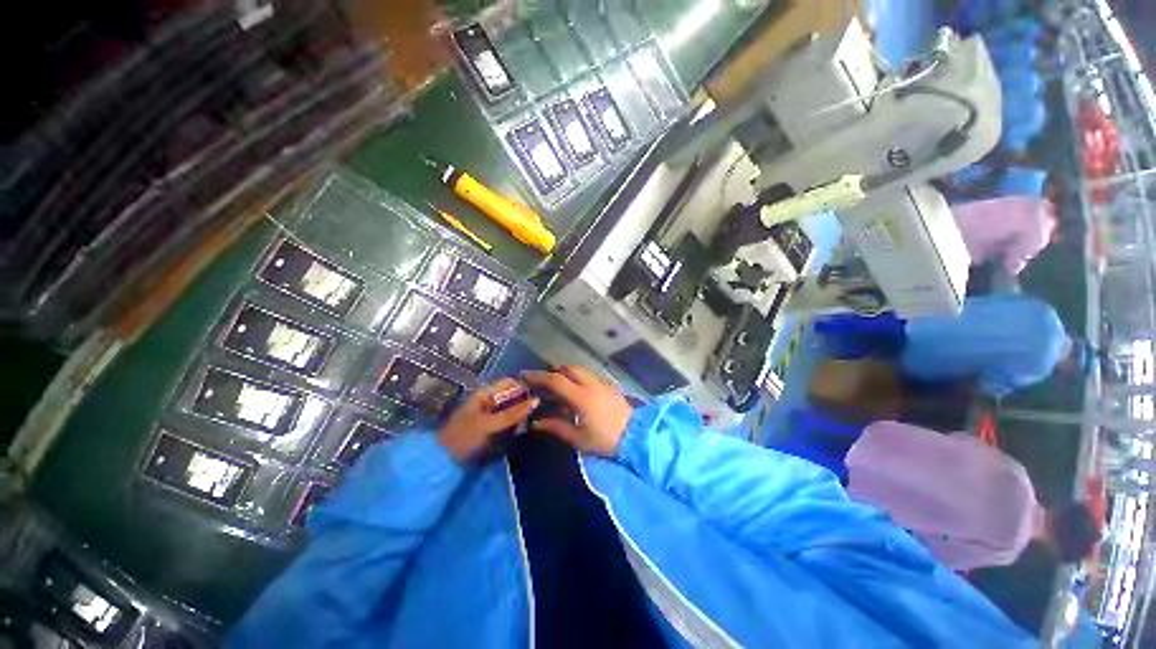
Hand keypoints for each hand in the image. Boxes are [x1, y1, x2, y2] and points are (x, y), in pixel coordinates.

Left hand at [438, 378, 538, 462]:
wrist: (446, 462)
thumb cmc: (464, 437)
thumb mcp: (489, 424)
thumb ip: (513, 413)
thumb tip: (537, 400)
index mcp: (486, 394)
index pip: (510, 383)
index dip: (525, 385)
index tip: (542, 391)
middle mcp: (491, 401)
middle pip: (514, 395)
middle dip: (527, 400)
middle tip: (544, 406)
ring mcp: (494, 415)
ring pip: (515, 409)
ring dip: (525, 413)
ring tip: (541, 415)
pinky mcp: (496, 429)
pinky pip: (512, 422)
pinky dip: (520, 423)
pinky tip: (530, 425)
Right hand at [524, 366, 632, 456]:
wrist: (637, 437)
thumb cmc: (606, 440)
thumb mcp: (579, 438)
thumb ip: (557, 427)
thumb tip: (535, 423)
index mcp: (582, 396)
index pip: (556, 380)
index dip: (539, 376)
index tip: (526, 375)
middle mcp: (592, 384)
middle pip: (569, 368)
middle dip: (554, 371)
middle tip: (543, 382)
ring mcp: (602, 383)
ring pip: (580, 370)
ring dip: (566, 373)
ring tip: (557, 386)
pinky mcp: (610, 386)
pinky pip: (589, 376)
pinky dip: (578, 378)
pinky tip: (576, 391)